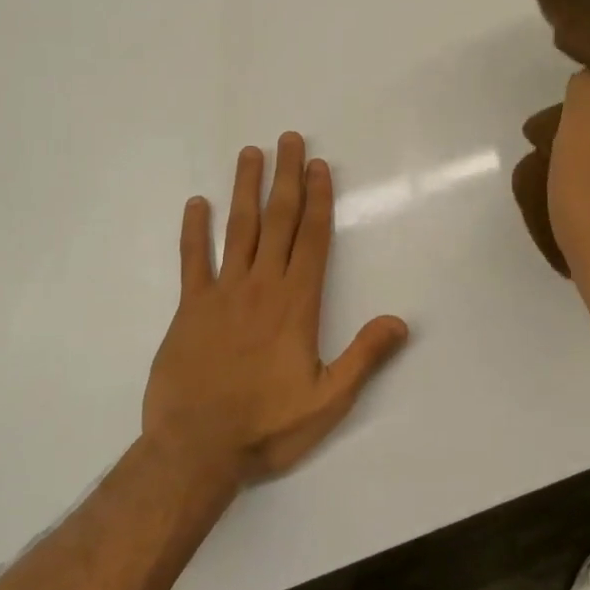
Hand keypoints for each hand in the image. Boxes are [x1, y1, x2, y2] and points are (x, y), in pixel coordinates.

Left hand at [142, 132, 409, 483]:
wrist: (195, 450)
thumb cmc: (267, 427)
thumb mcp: (328, 400)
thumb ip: (364, 357)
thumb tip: (400, 321)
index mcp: (296, 304)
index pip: (312, 239)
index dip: (317, 199)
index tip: (318, 165)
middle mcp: (261, 286)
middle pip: (277, 221)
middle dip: (286, 178)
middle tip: (288, 139)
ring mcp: (222, 293)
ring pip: (238, 229)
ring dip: (246, 189)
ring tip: (250, 154)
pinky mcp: (189, 309)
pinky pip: (192, 260)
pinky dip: (194, 230)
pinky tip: (197, 204)